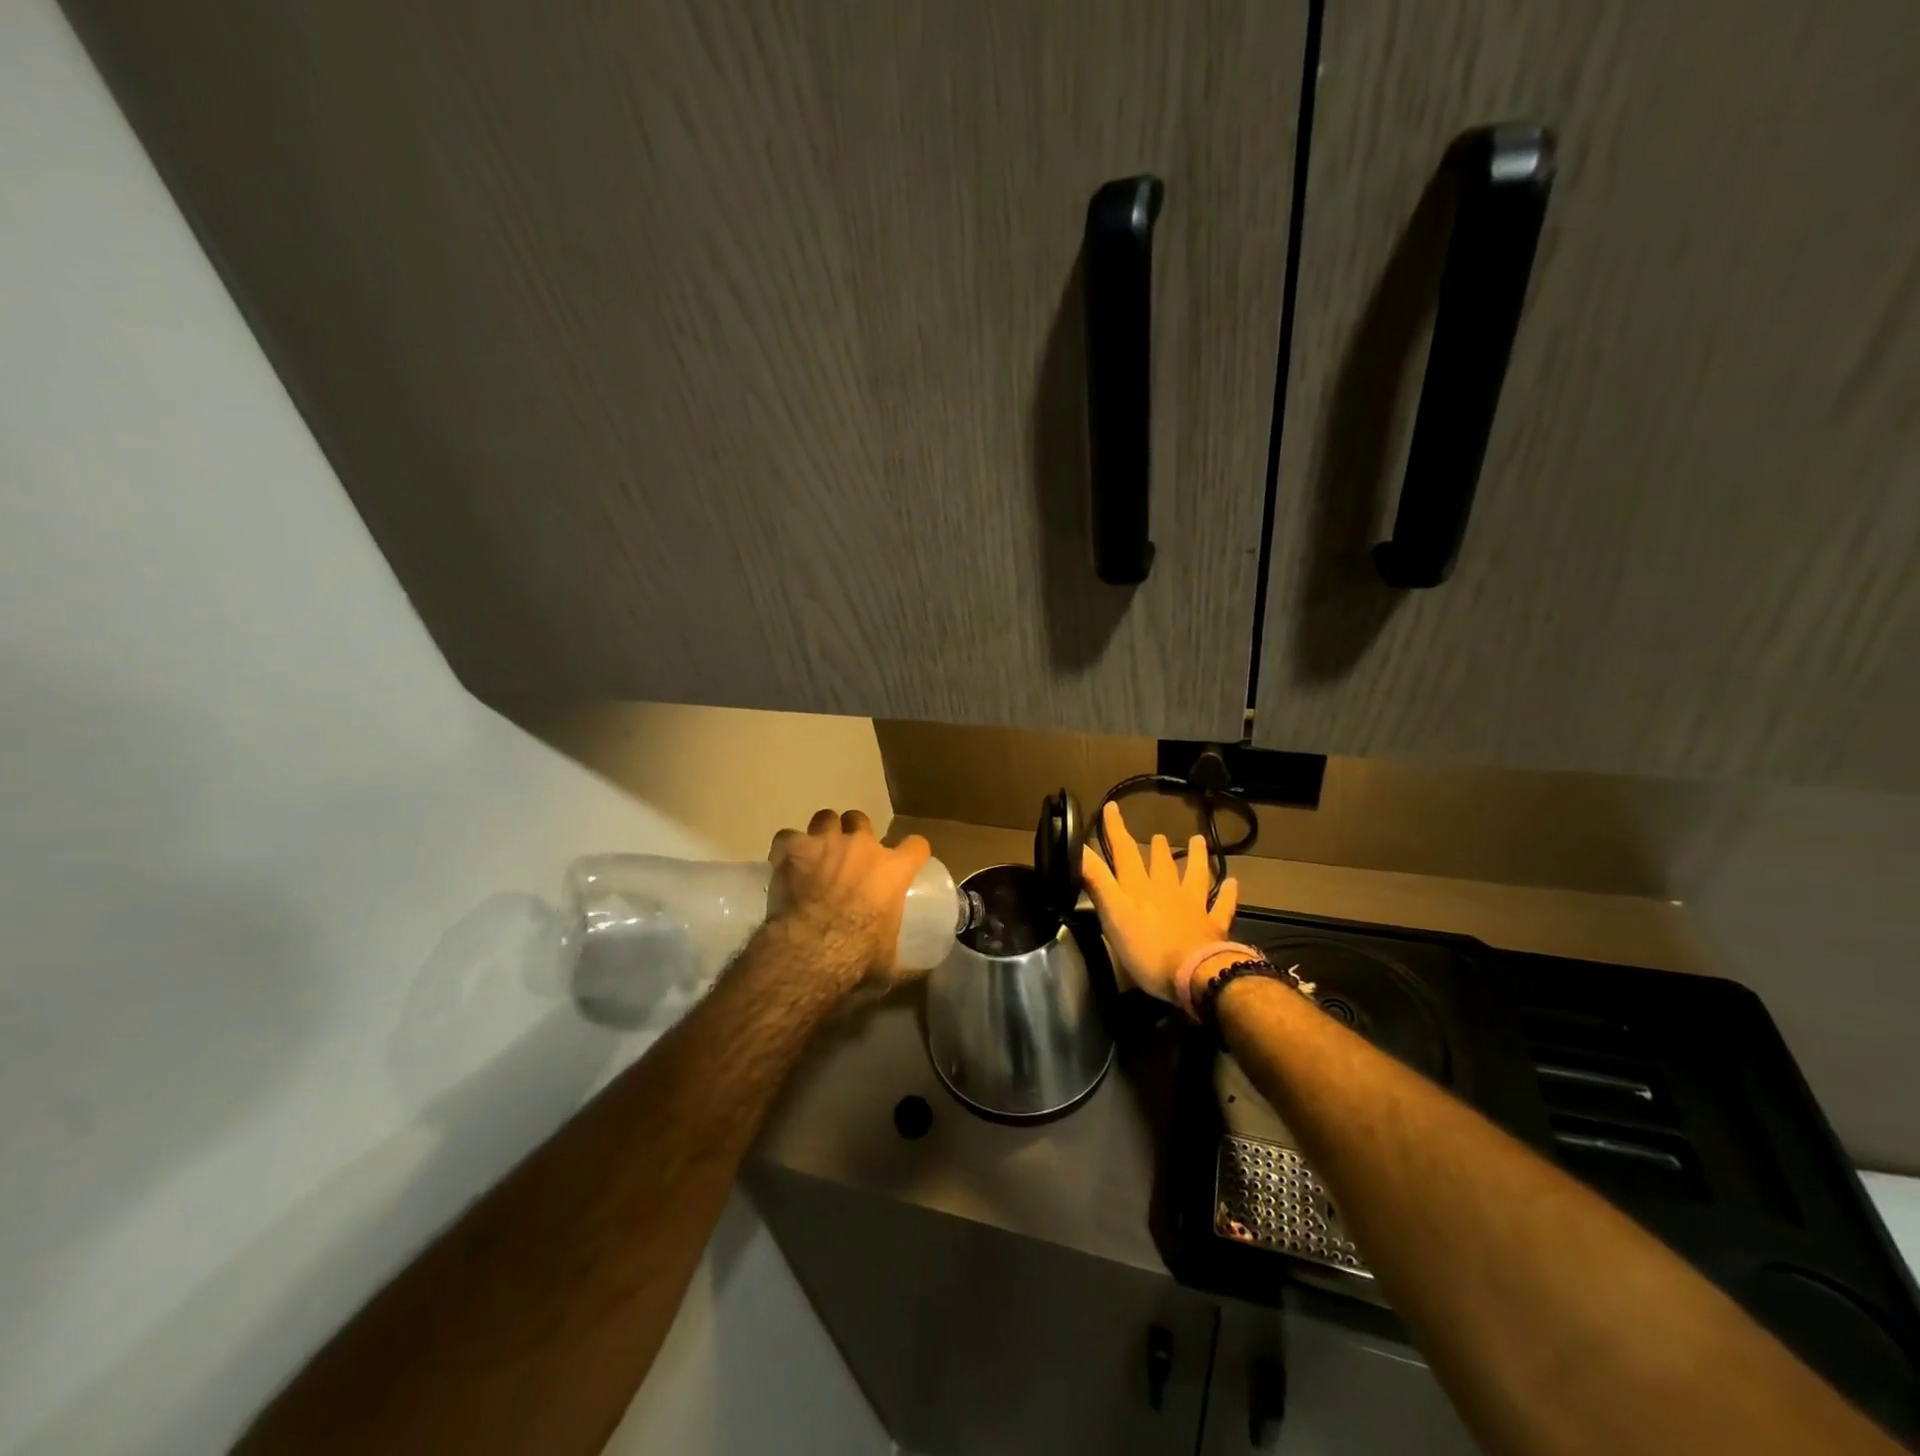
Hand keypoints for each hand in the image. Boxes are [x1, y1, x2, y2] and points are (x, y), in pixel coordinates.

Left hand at [767, 809, 932, 997]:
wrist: (811, 950)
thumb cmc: (858, 956)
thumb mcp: (890, 962)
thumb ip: (906, 961)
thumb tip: (921, 972)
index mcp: (893, 870)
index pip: (916, 845)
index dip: (911, 851)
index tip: (906, 861)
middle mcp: (862, 846)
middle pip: (861, 819)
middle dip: (855, 833)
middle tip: (849, 856)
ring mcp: (826, 842)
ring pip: (826, 818)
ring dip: (822, 833)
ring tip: (816, 852)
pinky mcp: (794, 848)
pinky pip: (788, 837)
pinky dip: (787, 849)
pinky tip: (785, 863)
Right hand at [1080, 801, 1239, 1003]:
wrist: (1196, 975)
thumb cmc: (1147, 948)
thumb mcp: (1112, 914)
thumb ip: (1096, 881)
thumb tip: (1077, 847)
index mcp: (1139, 888)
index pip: (1125, 852)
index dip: (1116, 830)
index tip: (1112, 807)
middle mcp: (1167, 891)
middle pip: (1161, 864)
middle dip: (1157, 849)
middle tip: (1158, 835)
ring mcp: (1193, 907)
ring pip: (1195, 876)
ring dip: (1196, 858)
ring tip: (1198, 841)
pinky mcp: (1213, 927)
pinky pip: (1222, 906)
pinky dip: (1227, 894)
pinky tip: (1233, 883)